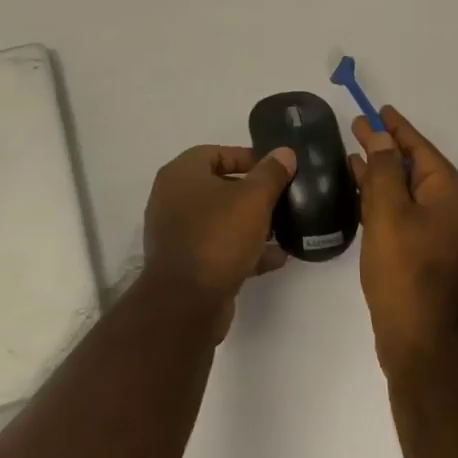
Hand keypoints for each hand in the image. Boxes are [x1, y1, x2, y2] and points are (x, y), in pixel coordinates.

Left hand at [143, 144, 295, 339]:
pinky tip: (276, 258)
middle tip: (282, 198)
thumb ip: (271, 173)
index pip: (217, 153)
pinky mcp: (186, 264)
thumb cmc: (218, 237)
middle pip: (219, 187)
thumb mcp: (253, 199)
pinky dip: (244, 250)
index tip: (276, 170)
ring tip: (284, 229)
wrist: (186, 304)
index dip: (248, 158)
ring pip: (220, 220)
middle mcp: (173, 198)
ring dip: (251, 224)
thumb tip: (284, 152)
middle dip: (253, 193)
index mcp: (181, 174)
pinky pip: (219, 248)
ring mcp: (177, 233)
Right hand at [349, 106, 457, 376]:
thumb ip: (382, 170)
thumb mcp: (388, 213)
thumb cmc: (405, 273)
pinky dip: (389, 204)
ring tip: (353, 159)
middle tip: (357, 130)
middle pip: (419, 171)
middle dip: (387, 151)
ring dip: (384, 177)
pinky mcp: (436, 260)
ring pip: (413, 196)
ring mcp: (450, 240)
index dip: (397, 129)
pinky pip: (411, 218)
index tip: (378, 110)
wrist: (422, 347)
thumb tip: (378, 137)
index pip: (423, 151)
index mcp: (457, 199)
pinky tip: (364, 199)